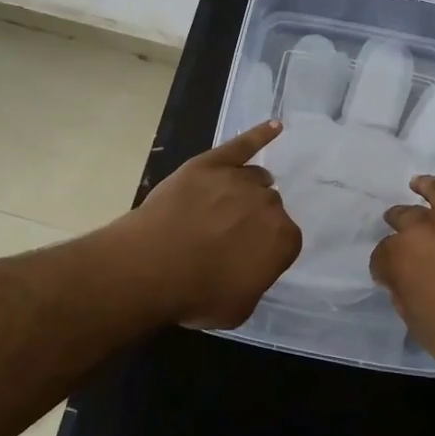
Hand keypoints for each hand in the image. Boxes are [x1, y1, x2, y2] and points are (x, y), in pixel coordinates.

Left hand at [113, 122, 302, 328]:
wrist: (150, 266)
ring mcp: (239, 179)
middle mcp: (269, 204)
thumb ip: (256, 280)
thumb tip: (251, 265)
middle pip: (269, 206)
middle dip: (254, 219)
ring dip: (248, 190)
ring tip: (228, 205)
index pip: (284, 239)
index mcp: (283, 239)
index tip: (246, 258)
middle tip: (228, 237)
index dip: (264, 250)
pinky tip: (275, 127)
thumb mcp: (239, 308)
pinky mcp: (211, 163)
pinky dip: (260, 135)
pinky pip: (242, 144)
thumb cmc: (196, 294)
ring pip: (255, 178)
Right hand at [370, 114, 434, 400]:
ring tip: (421, 184)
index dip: (387, 266)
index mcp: (403, 255)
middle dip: (401, 227)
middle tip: (403, 237)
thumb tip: (401, 274)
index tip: (392, 276)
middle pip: (407, 218)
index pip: (383, 254)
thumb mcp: (419, 325)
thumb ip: (404, 292)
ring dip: (427, 187)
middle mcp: (430, 226)